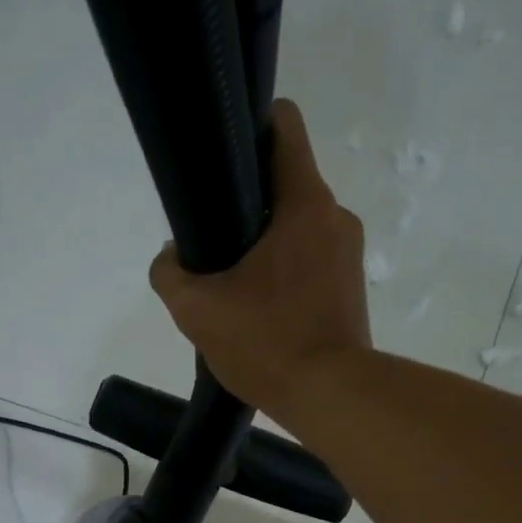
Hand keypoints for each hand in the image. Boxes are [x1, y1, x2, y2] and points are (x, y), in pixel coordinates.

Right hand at [148, 98, 373, 421]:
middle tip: (215, 242)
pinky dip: (286, 273)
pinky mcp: (351, 289)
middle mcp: (335, 216)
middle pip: (286, 182)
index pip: (283, 125)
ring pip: (298, 227)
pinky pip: (311, 262)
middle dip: (247, 202)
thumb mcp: (197, 310)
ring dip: (266, 244)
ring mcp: (349, 254)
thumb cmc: (267, 343)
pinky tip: (262, 309)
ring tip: (236, 285)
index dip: (247, 128)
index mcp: (304, 202)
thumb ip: (170, 274)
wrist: (330, 397)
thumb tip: (171, 257)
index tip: (220, 162)